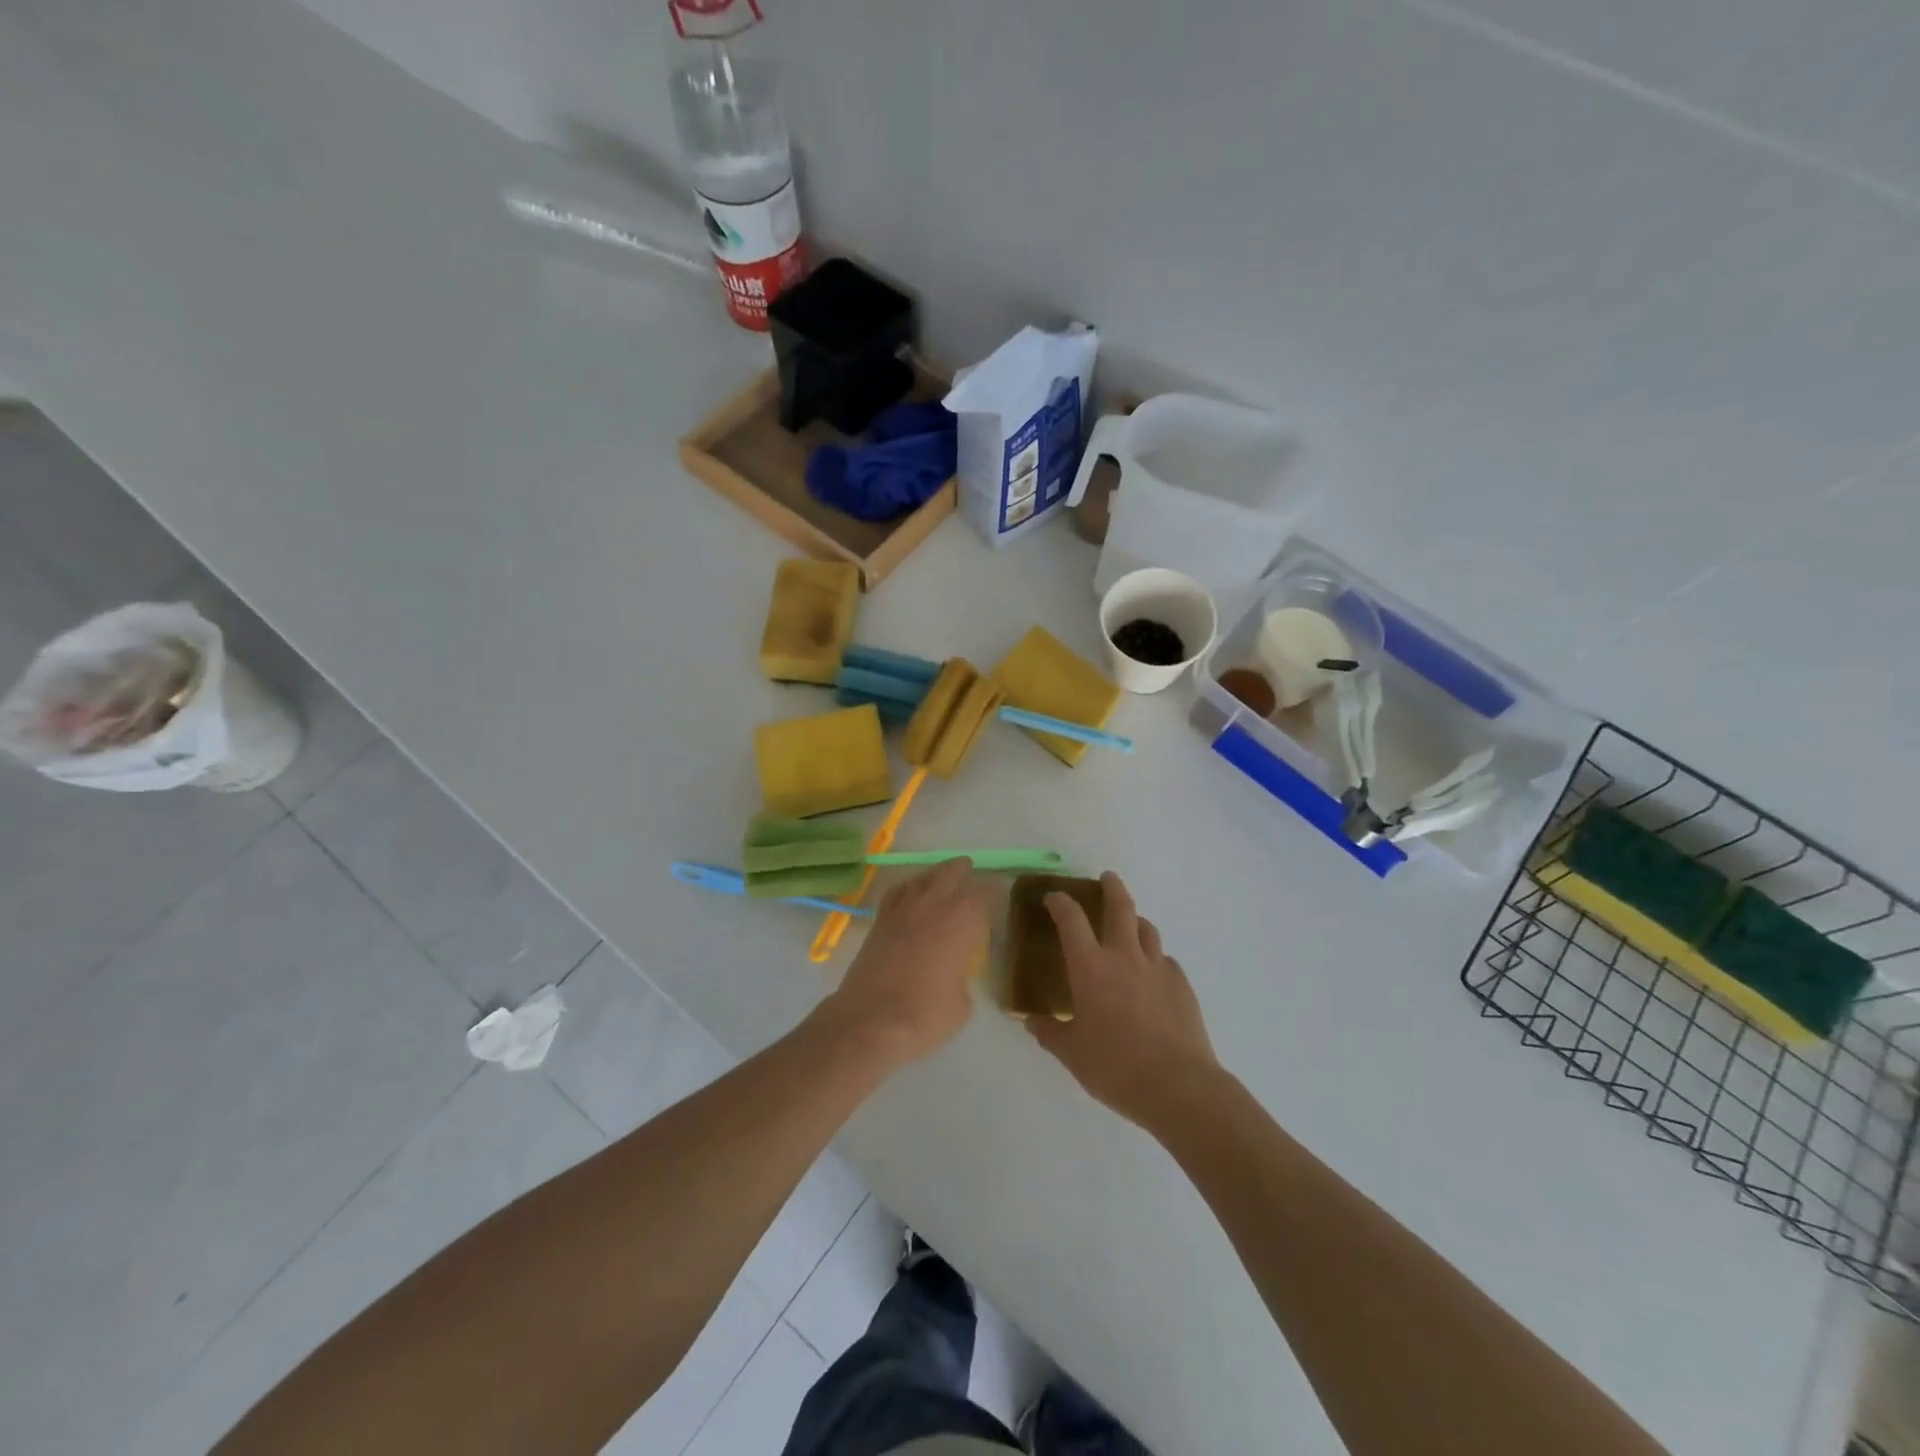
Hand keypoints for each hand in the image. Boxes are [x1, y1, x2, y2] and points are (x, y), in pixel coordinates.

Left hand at [824, 859, 990, 1069]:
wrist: (870, 1020)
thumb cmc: (925, 1014)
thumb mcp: (961, 1005)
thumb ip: (962, 980)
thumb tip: (953, 976)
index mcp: (962, 921)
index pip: (983, 895)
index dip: (992, 892)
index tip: (997, 892)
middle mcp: (933, 906)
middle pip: (949, 874)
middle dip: (961, 869)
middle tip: (968, 867)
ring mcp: (902, 911)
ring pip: (921, 879)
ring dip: (933, 874)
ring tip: (940, 876)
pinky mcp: (879, 922)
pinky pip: (896, 893)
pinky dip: (906, 888)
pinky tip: (909, 893)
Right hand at [1029, 872, 1220, 1131]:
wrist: (1178, 1086)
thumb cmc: (1116, 1067)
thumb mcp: (1072, 1054)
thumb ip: (1050, 1033)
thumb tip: (1032, 1022)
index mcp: (1091, 968)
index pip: (1071, 920)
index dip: (1060, 902)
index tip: (1053, 897)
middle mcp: (1125, 957)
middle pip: (1120, 907)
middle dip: (1111, 887)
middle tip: (1107, 878)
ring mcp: (1158, 968)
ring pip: (1147, 929)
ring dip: (1136, 920)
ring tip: (1130, 925)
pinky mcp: (1182, 985)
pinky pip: (1166, 961)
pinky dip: (1156, 960)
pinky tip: (1153, 977)